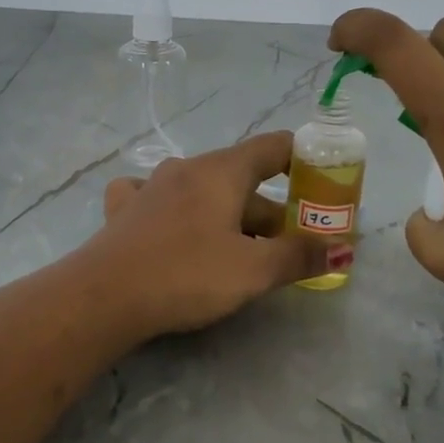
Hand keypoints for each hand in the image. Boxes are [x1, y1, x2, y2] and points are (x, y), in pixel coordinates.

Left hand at [87, 133, 329, 337]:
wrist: (103, 296)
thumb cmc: (186, 275)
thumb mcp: (253, 270)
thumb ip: (299, 255)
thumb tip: (340, 247)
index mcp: (222, 171)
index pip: (273, 146)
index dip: (303, 159)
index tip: (321, 182)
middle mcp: (187, 168)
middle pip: (241, 178)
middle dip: (271, 208)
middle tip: (290, 243)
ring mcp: (151, 186)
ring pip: (203, 191)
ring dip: (229, 214)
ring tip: (243, 247)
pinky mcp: (126, 210)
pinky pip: (160, 198)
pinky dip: (178, 210)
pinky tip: (175, 226)